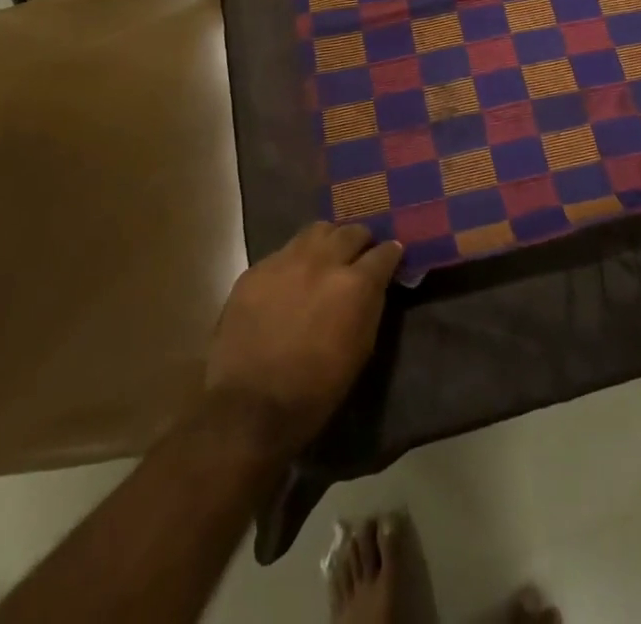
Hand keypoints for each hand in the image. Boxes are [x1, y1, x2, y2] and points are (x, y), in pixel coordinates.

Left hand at [204, 222, 402, 454]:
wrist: (248, 409)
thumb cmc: (315, 390)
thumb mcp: (360, 350)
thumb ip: (371, 305)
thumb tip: (376, 283)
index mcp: (355, 284)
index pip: (385, 251)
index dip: (391, 254)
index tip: (392, 257)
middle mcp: (323, 261)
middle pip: (352, 232)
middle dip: (361, 241)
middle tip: (360, 255)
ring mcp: (286, 261)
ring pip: (317, 230)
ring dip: (329, 240)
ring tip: (326, 256)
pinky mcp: (256, 269)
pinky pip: (284, 252)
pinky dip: (295, 260)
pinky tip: (291, 279)